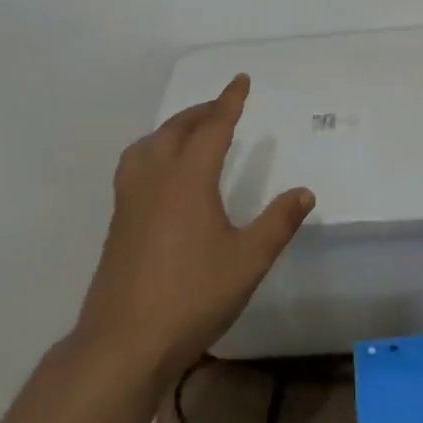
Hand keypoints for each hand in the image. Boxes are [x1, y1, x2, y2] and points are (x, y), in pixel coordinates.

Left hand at [77, 74, 314, 380]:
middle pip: (176, 130)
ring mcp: (130, 200)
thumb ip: (278, 223)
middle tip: (222, 106)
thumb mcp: (248, 261)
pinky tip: (162, 175)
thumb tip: (304, 192)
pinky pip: (135, 166)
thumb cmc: (192, 296)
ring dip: (171, 129)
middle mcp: (155, 178)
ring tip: (189, 132)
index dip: (229, 101)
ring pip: (148, 145)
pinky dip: (153, 151)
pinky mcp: (117, 222)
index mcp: (188, 179)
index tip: (240, 80)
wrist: (124, 342)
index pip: (212, 127)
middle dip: (201, 111)